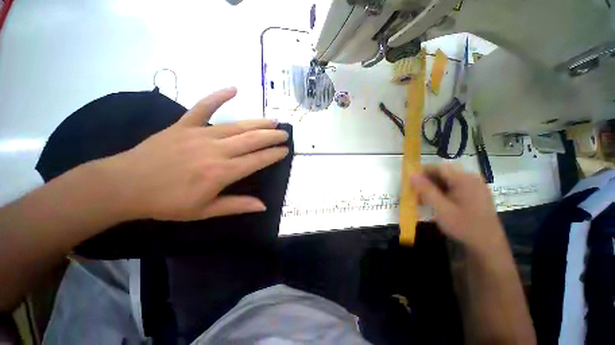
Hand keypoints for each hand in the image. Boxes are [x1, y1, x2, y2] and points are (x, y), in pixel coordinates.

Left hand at [96, 87, 288, 220]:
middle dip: (272, 136)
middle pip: (252, 140)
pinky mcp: (184, 125)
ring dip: (258, 122)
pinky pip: (203, 107)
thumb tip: (263, 206)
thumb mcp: (205, 211)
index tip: (285, 150)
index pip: (257, 160)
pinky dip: (218, 96)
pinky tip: (233, 88)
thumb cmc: (167, 202)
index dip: (274, 154)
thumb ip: (237, 206)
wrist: (126, 186)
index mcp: (222, 172)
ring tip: (273, 120)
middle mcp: (216, 151)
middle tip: (285, 133)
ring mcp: (200, 134)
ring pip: (237, 126)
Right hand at [409, 164, 505, 252]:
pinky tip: (438, 202)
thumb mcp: (441, 208)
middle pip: (444, 172)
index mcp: (464, 179)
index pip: (438, 167)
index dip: (422, 172)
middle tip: (417, 193)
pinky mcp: (476, 193)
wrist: (488, 245)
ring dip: (435, 186)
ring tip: (425, 199)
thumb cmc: (463, 226)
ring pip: (449, 179)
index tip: (411, 182)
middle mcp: (471, 178)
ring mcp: (475, 185)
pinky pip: (456, 186)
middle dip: (428, 180)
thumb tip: (412, 174)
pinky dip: (444, 191)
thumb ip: (426, 190)